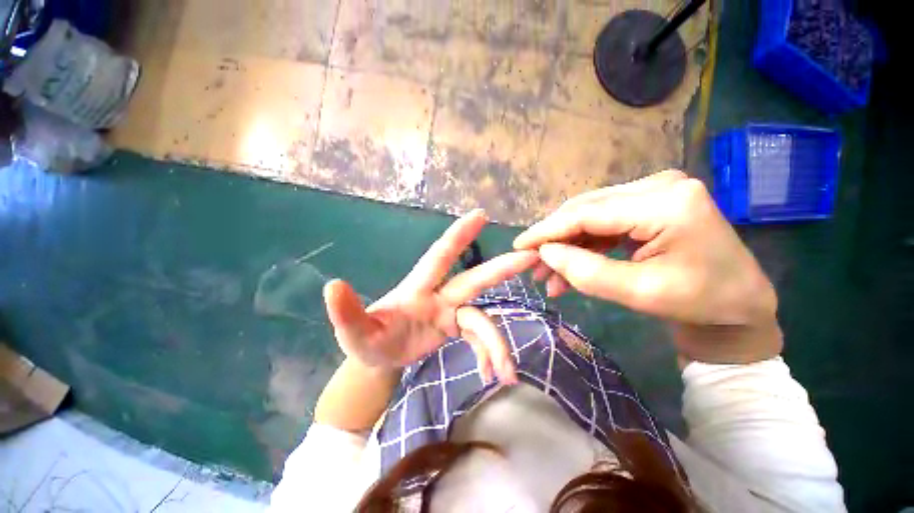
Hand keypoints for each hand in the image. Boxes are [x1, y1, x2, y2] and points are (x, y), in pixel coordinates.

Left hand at [324, 210, 537, 383]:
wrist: (379, 358)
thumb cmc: (368, 337)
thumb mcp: (354, 331)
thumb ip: (346, 312)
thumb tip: (333, 286)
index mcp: (418, 288)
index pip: (440, 255)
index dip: (459, 235)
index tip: (480, 214)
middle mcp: (440, 296)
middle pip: (474, 279)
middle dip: (501, 269)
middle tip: (530, 258)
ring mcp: (450, 314)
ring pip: (482, 321)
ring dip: (496, 344)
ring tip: (506, 373)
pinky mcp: (455, 331)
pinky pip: (479, 340)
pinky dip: (487, 355)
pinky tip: (489, 375)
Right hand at [514, 170, 781, 363]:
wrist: (739, 305)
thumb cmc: (700, 302)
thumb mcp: (639, 293)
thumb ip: (586, 271)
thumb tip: (545, 252)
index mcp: (666, 203)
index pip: (587, 213)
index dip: (547, 230)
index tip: (519, 245)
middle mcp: (658, 185)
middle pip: (585, 210)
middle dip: (554, 239)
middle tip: (531, 264)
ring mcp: (653, 192)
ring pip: (589, 217)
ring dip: (566, 245)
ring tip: (547, 274)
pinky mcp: (648, 205)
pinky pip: (602, 223)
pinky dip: (582, 245)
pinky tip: (568, 266)